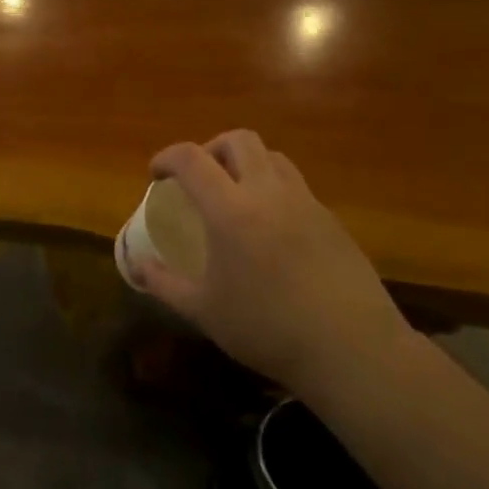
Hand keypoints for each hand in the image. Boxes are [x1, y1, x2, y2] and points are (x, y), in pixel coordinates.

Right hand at [128, 130, 409, 388]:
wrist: (351, 348)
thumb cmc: (267, 329)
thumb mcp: (204, 310)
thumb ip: (164, 283)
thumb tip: (137, 266)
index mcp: (231, 210)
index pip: (192, 159)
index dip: (167, 157)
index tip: (156, 174)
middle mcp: (269, 193)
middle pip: (239, 141)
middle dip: (211, 148)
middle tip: (198, 178)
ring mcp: (306, 203)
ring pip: (273, 157)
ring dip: (246, 164)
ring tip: (235, 196)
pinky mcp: (332, 221)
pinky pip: (297, 186)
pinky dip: (274, 190)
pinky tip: (271, 229)